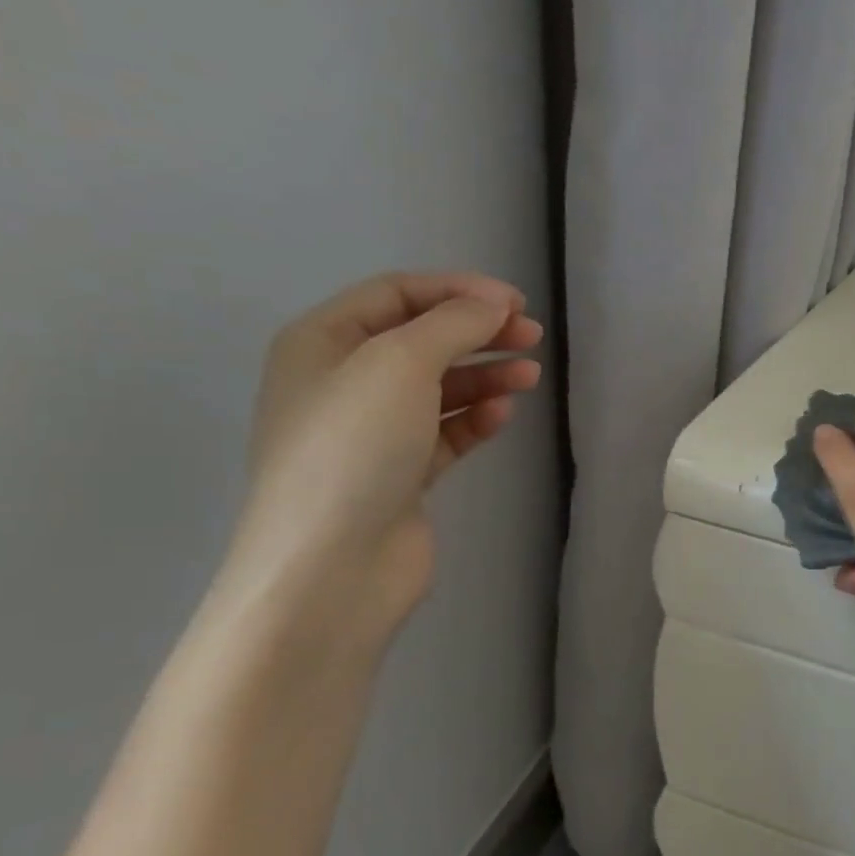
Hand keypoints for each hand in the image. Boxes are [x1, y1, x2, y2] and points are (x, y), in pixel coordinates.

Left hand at [230, 272, 542, 634]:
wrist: (332, 565)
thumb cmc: (354, 447)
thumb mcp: (401, 364)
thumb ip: (452, 324)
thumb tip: (494, 305)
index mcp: (322, 342)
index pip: (397, 294)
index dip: (458, 290)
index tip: (516, 303)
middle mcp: (342, 381)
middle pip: (422, 339)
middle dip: (478, 331)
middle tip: (532, 336)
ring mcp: (371, 431)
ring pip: (439, 387)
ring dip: (485, 375)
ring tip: (530, 375)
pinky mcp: (400, 473)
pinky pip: (444, 431)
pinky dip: (475, 419)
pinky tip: (503, 416)